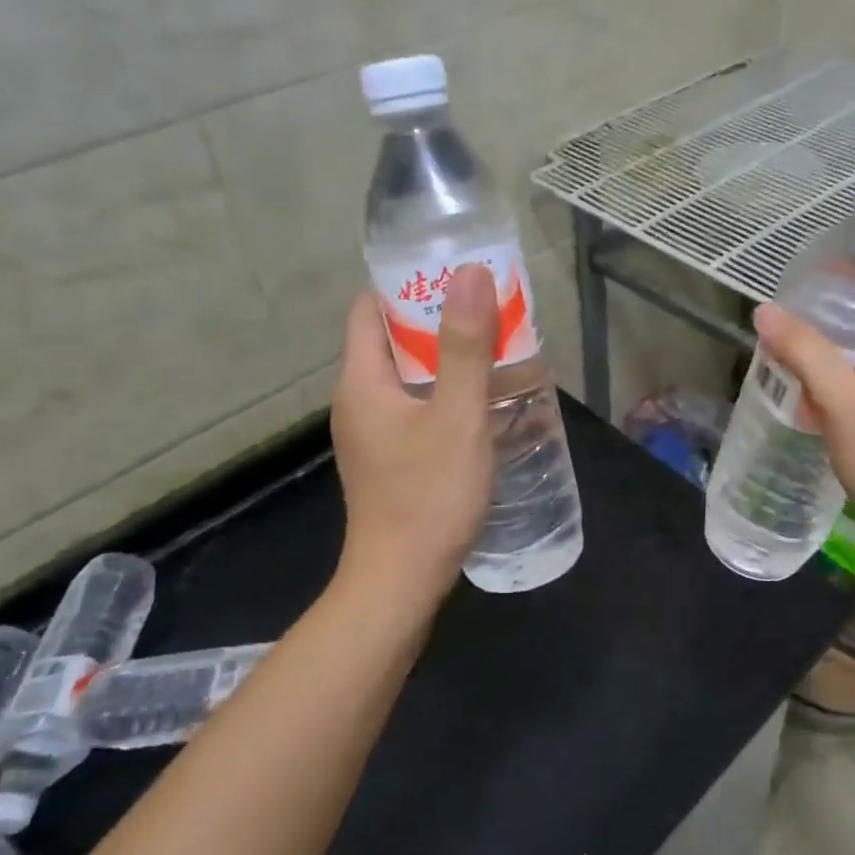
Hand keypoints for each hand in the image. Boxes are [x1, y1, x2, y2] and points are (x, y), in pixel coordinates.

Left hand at [331, 263, 496, 606]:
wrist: (401, 582)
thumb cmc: (428, 495)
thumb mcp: (456, 416)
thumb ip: (465, 346)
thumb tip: (470, 273)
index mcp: (361, 380)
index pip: (369, 308)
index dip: (409, 285)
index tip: (456, 276)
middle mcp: (358, 400)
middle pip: (392, 340)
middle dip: (438, 321)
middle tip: (489, 312)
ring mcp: (372, 433)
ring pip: (407, 376)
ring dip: (446, 359)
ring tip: (496, 351)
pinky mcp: (389, 458)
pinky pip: (415, 407)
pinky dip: (445, 394)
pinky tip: (483, 404)